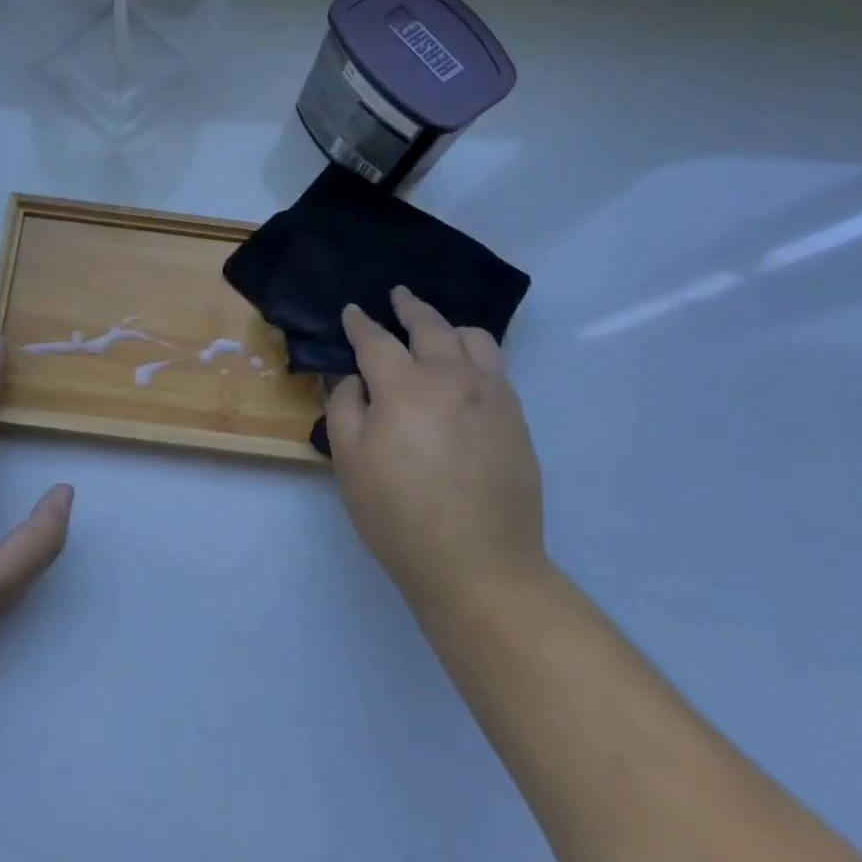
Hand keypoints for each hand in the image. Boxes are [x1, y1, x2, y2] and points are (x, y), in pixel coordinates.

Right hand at [325, 287, 546, 618]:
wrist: (479, 565)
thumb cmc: (399, 514)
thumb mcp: (349, 461)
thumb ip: (345, 407)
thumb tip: (356, 379)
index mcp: (405, 387)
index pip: (376, 341)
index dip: (360, 323)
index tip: (352, 311)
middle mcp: (452, 378)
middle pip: (430, 326)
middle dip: (409, 307)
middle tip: (398, 296)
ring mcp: (492, 396)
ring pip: (473, 339)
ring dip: (448, 326)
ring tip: (436, 331)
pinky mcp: (516, 418)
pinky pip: (496, 367)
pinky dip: (475, 353)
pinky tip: (464, 368)